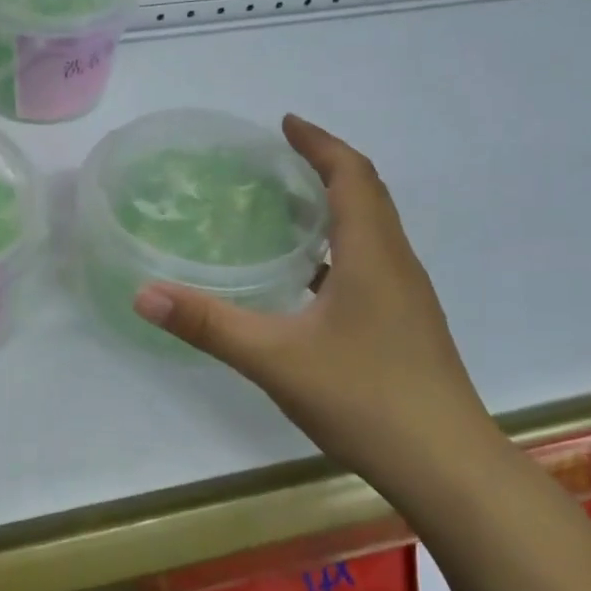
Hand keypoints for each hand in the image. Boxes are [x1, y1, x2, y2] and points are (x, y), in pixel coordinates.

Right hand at [132, 115, 497, 480]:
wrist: (447, 467)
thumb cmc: (364, 399)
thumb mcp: (274, 358)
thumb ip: (207, 325)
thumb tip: (143, 294)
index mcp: (372, 255)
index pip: (352, 175)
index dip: (320, 143)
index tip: (285, 123)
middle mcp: (396, 265)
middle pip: (368, 195)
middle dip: (327, 166)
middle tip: (280, 159)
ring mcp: (407, 298)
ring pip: (373, 231)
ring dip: (336, 206)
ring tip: (287, 209)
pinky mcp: (406, 326)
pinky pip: (372, 263)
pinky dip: (339, 247)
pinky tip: (308, 279)